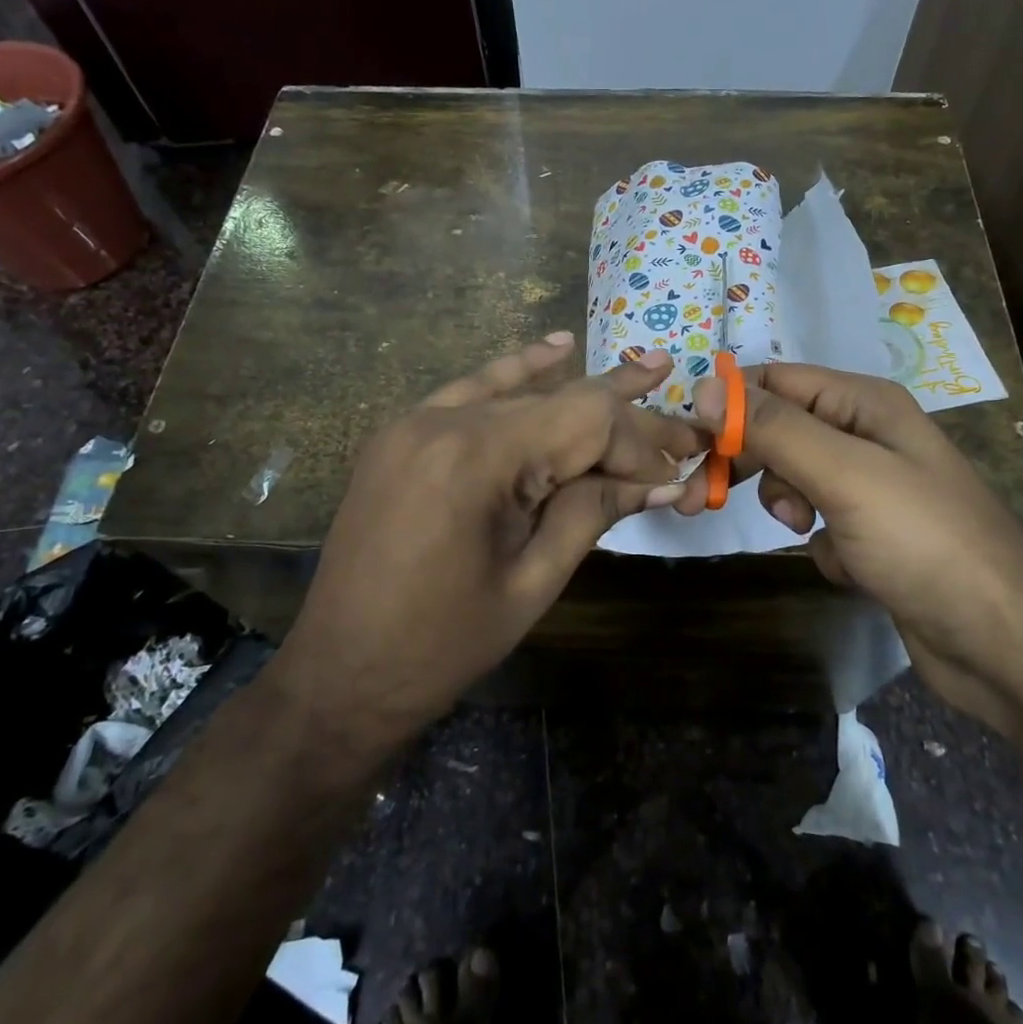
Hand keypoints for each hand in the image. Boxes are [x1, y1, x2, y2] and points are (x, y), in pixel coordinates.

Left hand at [281, 334, 696, 740]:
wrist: (339, 675)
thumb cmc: (442, 645)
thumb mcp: (532, 582)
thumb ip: (593, 514)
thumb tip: (661, 480)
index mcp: (477, 459)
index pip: (585, 421)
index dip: (639, 443)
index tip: (678, 472)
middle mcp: (445, 421)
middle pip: (558, 403)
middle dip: (623, 419)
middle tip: (682, 421)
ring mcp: (417, 421)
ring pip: (520, 393)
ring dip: (581, 390)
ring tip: (647, 368)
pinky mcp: (403, 434)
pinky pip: (470, 391)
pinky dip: (516, 372)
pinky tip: (556, 348)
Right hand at [674, 363, 1022, 719]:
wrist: (1001, 644)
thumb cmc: (923, 542)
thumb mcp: (844, 474)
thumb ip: (774, 428)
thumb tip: (705, 387)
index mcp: (865, 404)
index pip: (776, 382)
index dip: (730, 406)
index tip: (691, 444)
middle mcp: (868, 435)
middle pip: (780, 429)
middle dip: (746, 460)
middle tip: (700, 495)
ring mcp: (872, 487)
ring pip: (794, 478)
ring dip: (787, 502)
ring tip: (806, 529)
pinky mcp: (872, 534)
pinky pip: (819, 522)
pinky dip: (821, 541)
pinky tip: (849, 566)